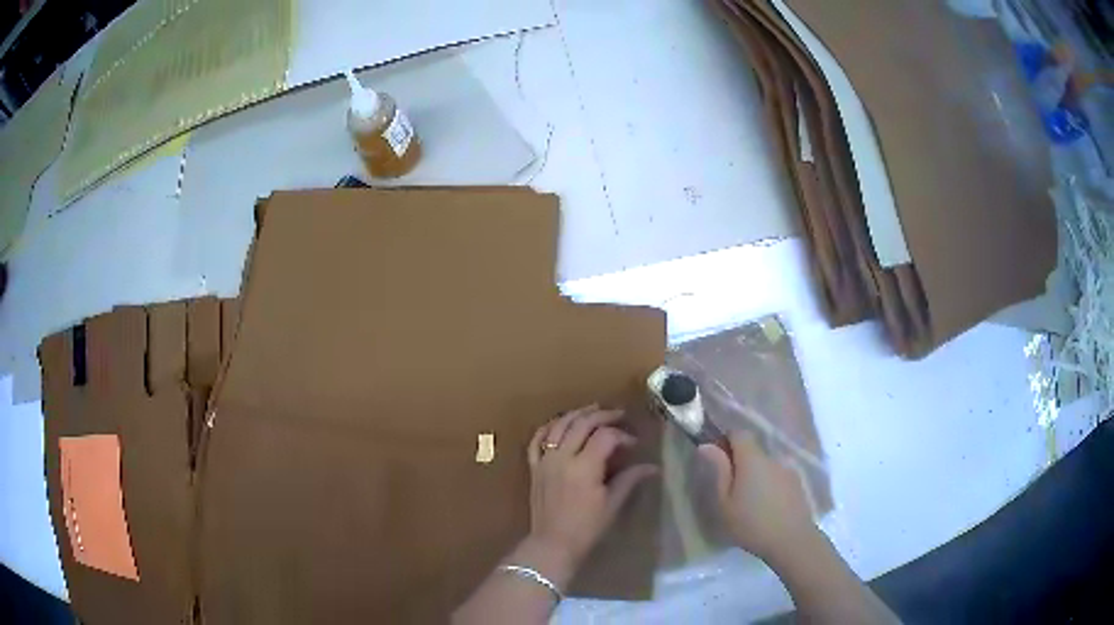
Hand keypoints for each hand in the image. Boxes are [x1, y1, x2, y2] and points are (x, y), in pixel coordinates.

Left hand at [525, 405, 658, 580]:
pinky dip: (548, 427)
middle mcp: (562, 457)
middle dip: (602, 416)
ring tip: (593, 410)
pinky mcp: (533, 467)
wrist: (552, 544)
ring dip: (577, 414)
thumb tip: (653, 467)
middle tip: (618, 415)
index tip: (633, 444)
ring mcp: (544, 460)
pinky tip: (560, 423)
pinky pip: (537, 439)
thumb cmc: (586, 528)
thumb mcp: (612, 504)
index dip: (622, 435)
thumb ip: (629, 480)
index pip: (605, 436)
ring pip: (558, 425)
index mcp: (584, 467)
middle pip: (582, 424)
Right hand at [699, 430, 816, 563]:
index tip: (718, 459)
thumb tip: (707, 445)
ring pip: (766, 466)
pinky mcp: (797, 484)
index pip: (739, 433)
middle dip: (741, 463)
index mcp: (752, 459)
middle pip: (754, 450)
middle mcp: (772, 458)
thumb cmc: (751, 523)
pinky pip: (778, 477)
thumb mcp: (725, 502)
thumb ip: (719, 471)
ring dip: (756, 476)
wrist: (791, 540)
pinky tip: (767, 508)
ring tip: (749, 502)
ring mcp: (788, 471)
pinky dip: (770, 486)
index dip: (726, 440)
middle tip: (730, 489)